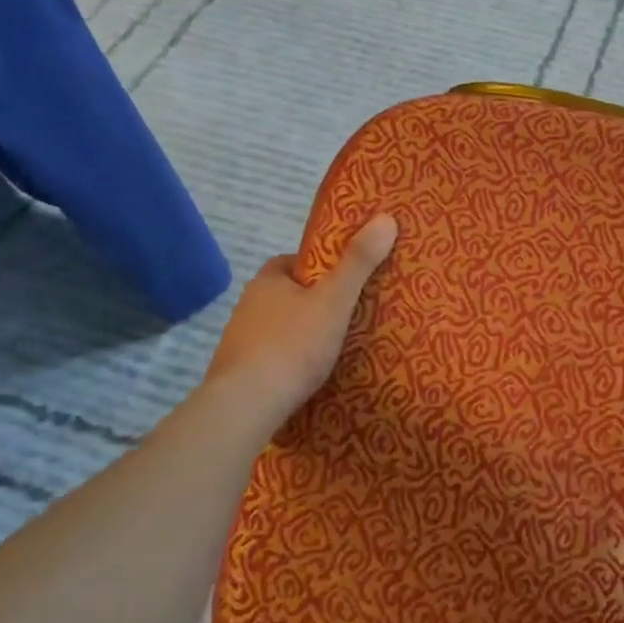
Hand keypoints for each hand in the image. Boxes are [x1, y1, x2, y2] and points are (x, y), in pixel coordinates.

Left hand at [207, 214, 397, 416]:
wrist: (246, 405)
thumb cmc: (293, 344)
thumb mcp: (335, 299)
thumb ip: (359, 262)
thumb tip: (386, 217)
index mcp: (267, 281)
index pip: (293, 262)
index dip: (319, 267)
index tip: (344, 279)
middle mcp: (247, 305)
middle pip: (286, 295)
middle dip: (312, 302)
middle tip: (346, 313)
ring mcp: (238, 341)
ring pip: (277, 327)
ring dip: (299, 333)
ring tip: (333, 347)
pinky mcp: (237, 374)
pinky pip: (270, 358)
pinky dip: (288, 361)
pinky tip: (307, 375)